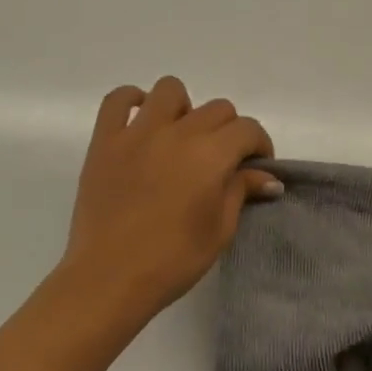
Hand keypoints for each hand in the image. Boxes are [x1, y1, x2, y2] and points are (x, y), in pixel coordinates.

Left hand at [59, 77, 278, 329]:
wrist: (109, 279)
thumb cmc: (172, 261)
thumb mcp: (220, 230)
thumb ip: (241, 191)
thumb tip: (267, 176)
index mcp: (210, 155)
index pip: (247, 129)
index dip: (259, 146)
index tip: (256, 168)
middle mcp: (176, 133)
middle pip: (217, 109)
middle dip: (229, 131)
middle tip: (221, 162)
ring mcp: (137, 133)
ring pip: (170, 90)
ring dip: (185, 109)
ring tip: (181, 138)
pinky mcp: (104, 141)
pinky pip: (117, 100)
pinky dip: (133, 102)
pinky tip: (142, 124)